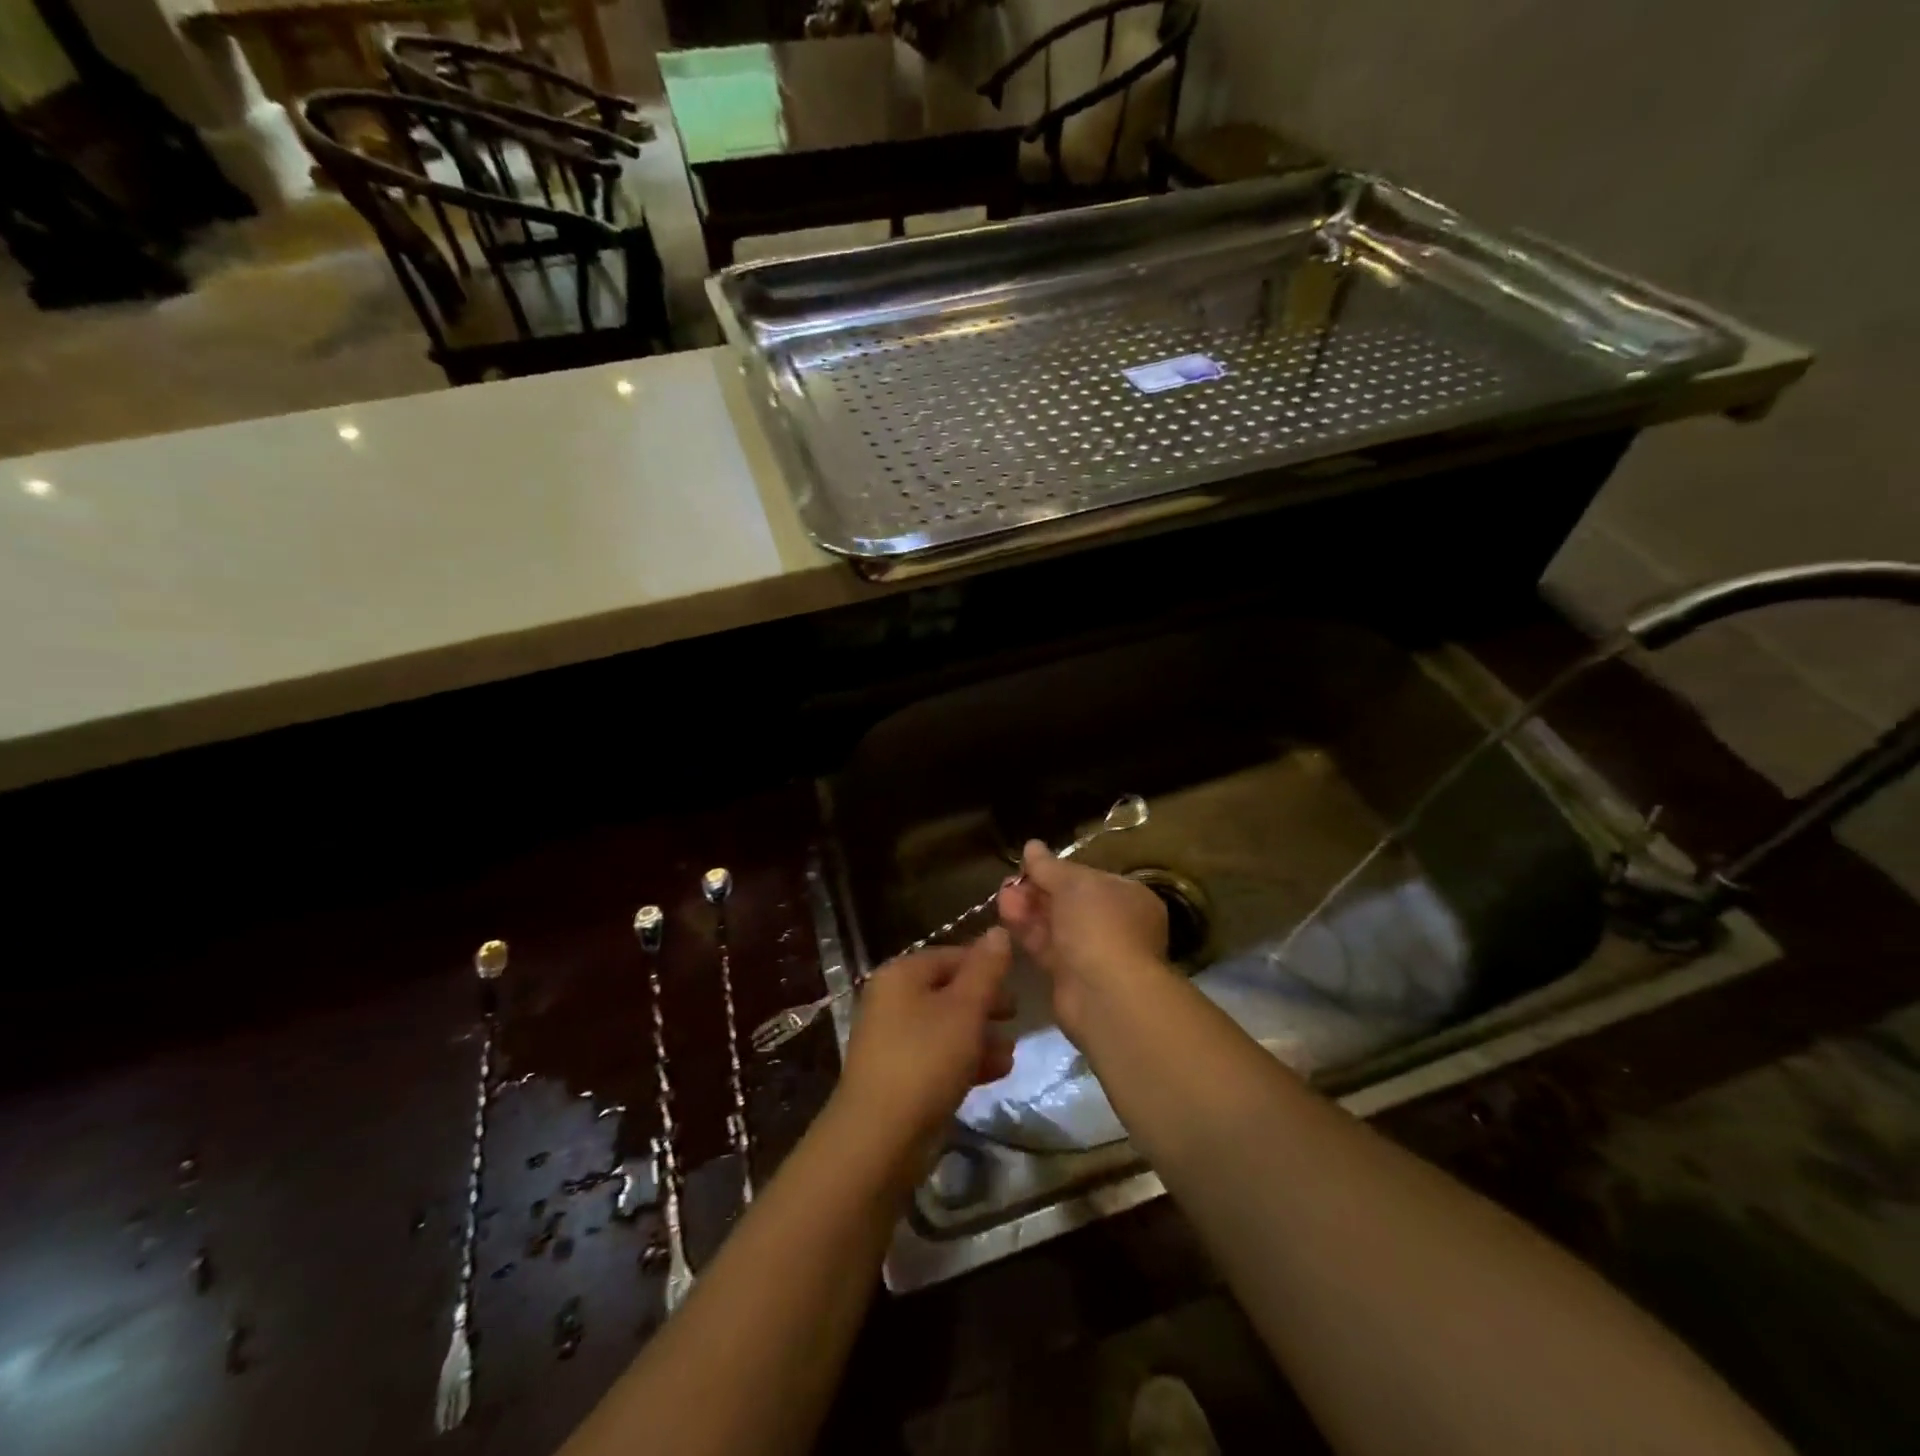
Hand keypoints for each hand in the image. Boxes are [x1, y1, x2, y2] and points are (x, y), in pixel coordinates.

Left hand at [835, 929, 1016, 1155]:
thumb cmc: (925, 1059)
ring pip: (946, 1026)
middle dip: (986, 1003)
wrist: (879, 1137)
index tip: (1019, 981)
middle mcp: (892, 1000)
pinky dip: (966, 1059)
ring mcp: (892, 1040)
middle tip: (1017, 1015)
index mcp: (901, 975)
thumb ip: (985, 970)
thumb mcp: (964, 1009)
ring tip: (1011, 1051)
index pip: (951, 955)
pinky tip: (996, 1072)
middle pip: (948, 991)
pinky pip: (938, 1057)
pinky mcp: (899, 1076)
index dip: (986, 965)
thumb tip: (998, 930)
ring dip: (981, 1035)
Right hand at [997, 841, 1168, 1039]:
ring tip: (1001, 897)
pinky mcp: (1071, 978)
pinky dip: (1028, 933)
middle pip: (1069, 902)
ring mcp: (1093, 953)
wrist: (1105, 994)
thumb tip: (1031, 845)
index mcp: (1129, 898)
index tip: (1029, 865)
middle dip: (1037, 890)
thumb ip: (1050, 866)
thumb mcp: (1074, 884)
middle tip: (1008, 883)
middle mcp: (1115, 925)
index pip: (1089, 878)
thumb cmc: (1100, 925)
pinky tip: (1005, 919)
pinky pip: (1047, 949)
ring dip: (1028, 910)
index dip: (1058, 870)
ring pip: (1055, 926)